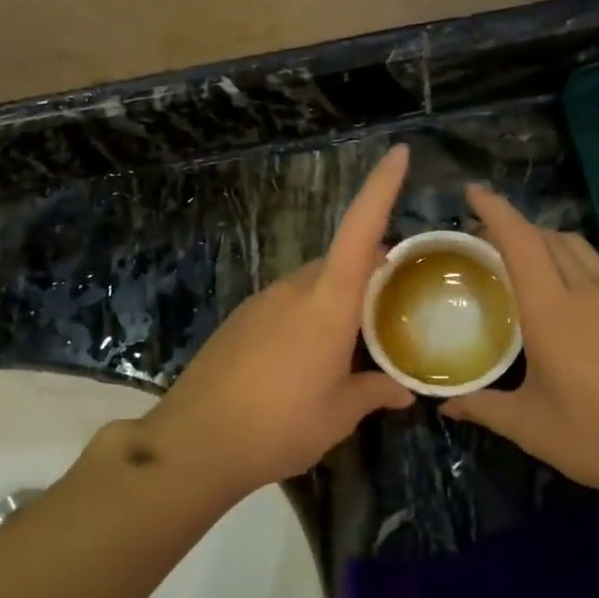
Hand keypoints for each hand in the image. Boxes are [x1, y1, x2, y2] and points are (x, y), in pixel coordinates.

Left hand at [136, 147, 415, 501]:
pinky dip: (311, 313)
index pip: (360, 230)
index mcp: (328, 303)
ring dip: (340, 296)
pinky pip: (289, 303)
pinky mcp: (241, 319)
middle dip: (371, 266)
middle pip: (342, 259)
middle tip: (398, 295)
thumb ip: (374, 393)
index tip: (398, 153)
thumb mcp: (338, 415)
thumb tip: (404, 392)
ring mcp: (263, 301)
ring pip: (314, 283)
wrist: (194, 444)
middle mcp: (295, 289)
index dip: (381, 188)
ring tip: (358, 336)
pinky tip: (311, 355)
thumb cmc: (280, 426)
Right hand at [443, 185, 598, 510]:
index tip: (473, 192)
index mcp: (553, 311)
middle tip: (487, 242)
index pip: (520, 242)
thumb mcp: (533, 428)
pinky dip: (573, 266)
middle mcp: (588, 291)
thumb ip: (485, 408)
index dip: (495, 210)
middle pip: (550, 236)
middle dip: (516, 227)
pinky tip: (569, 301)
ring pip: (579, 249)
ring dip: (547, 242)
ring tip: (525, 265)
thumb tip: (448, 405)